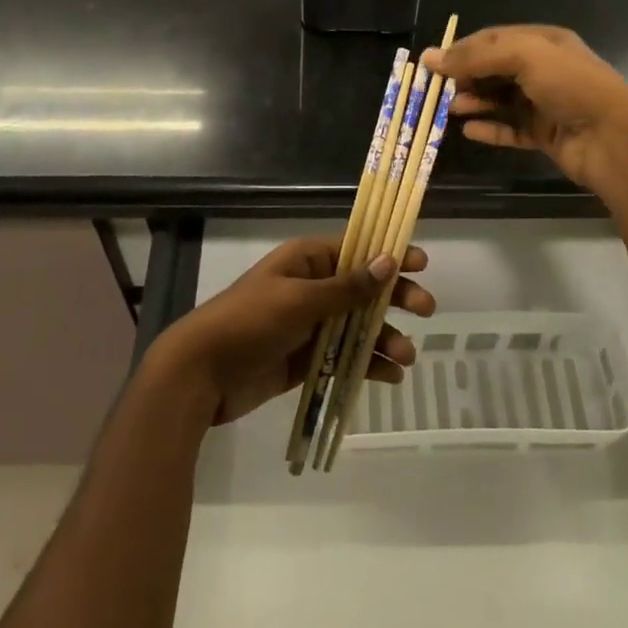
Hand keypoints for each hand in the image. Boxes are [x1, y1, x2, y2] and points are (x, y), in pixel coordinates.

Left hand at [150, 237, 433, 425]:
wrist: (201, 374)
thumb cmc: (249, 323)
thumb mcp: (299, 300)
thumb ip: (346, 287)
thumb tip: (388, 261)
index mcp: (306, 262)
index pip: (356, 251)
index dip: (389, 255)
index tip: (422, 264)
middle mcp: (311, 288)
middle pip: (364, 289)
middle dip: (395, 299)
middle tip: (426, 311)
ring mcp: (310, 325)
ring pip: (358, 326)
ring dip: (384, 338)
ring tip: (405, 358)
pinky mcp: (307, 360)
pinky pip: (344, 357)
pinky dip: (367, 365)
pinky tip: (389, 377)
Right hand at [425, 25, 627, 191]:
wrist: (612, 137)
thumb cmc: (570, 86)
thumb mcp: (524, 56)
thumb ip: (476, 56)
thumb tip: (431, 58)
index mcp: (543, 43)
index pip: (494, 40)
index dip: (462, 49)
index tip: (432, 64)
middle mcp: (544, 70)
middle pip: (495, 70)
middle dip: (466, 77)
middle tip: (438, 90)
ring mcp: (545, 104)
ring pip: (501, 100)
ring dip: (475, 102)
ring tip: (451, 109)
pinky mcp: (545, 134)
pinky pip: (511, 129)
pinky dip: (490, 129)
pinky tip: (469, 131)